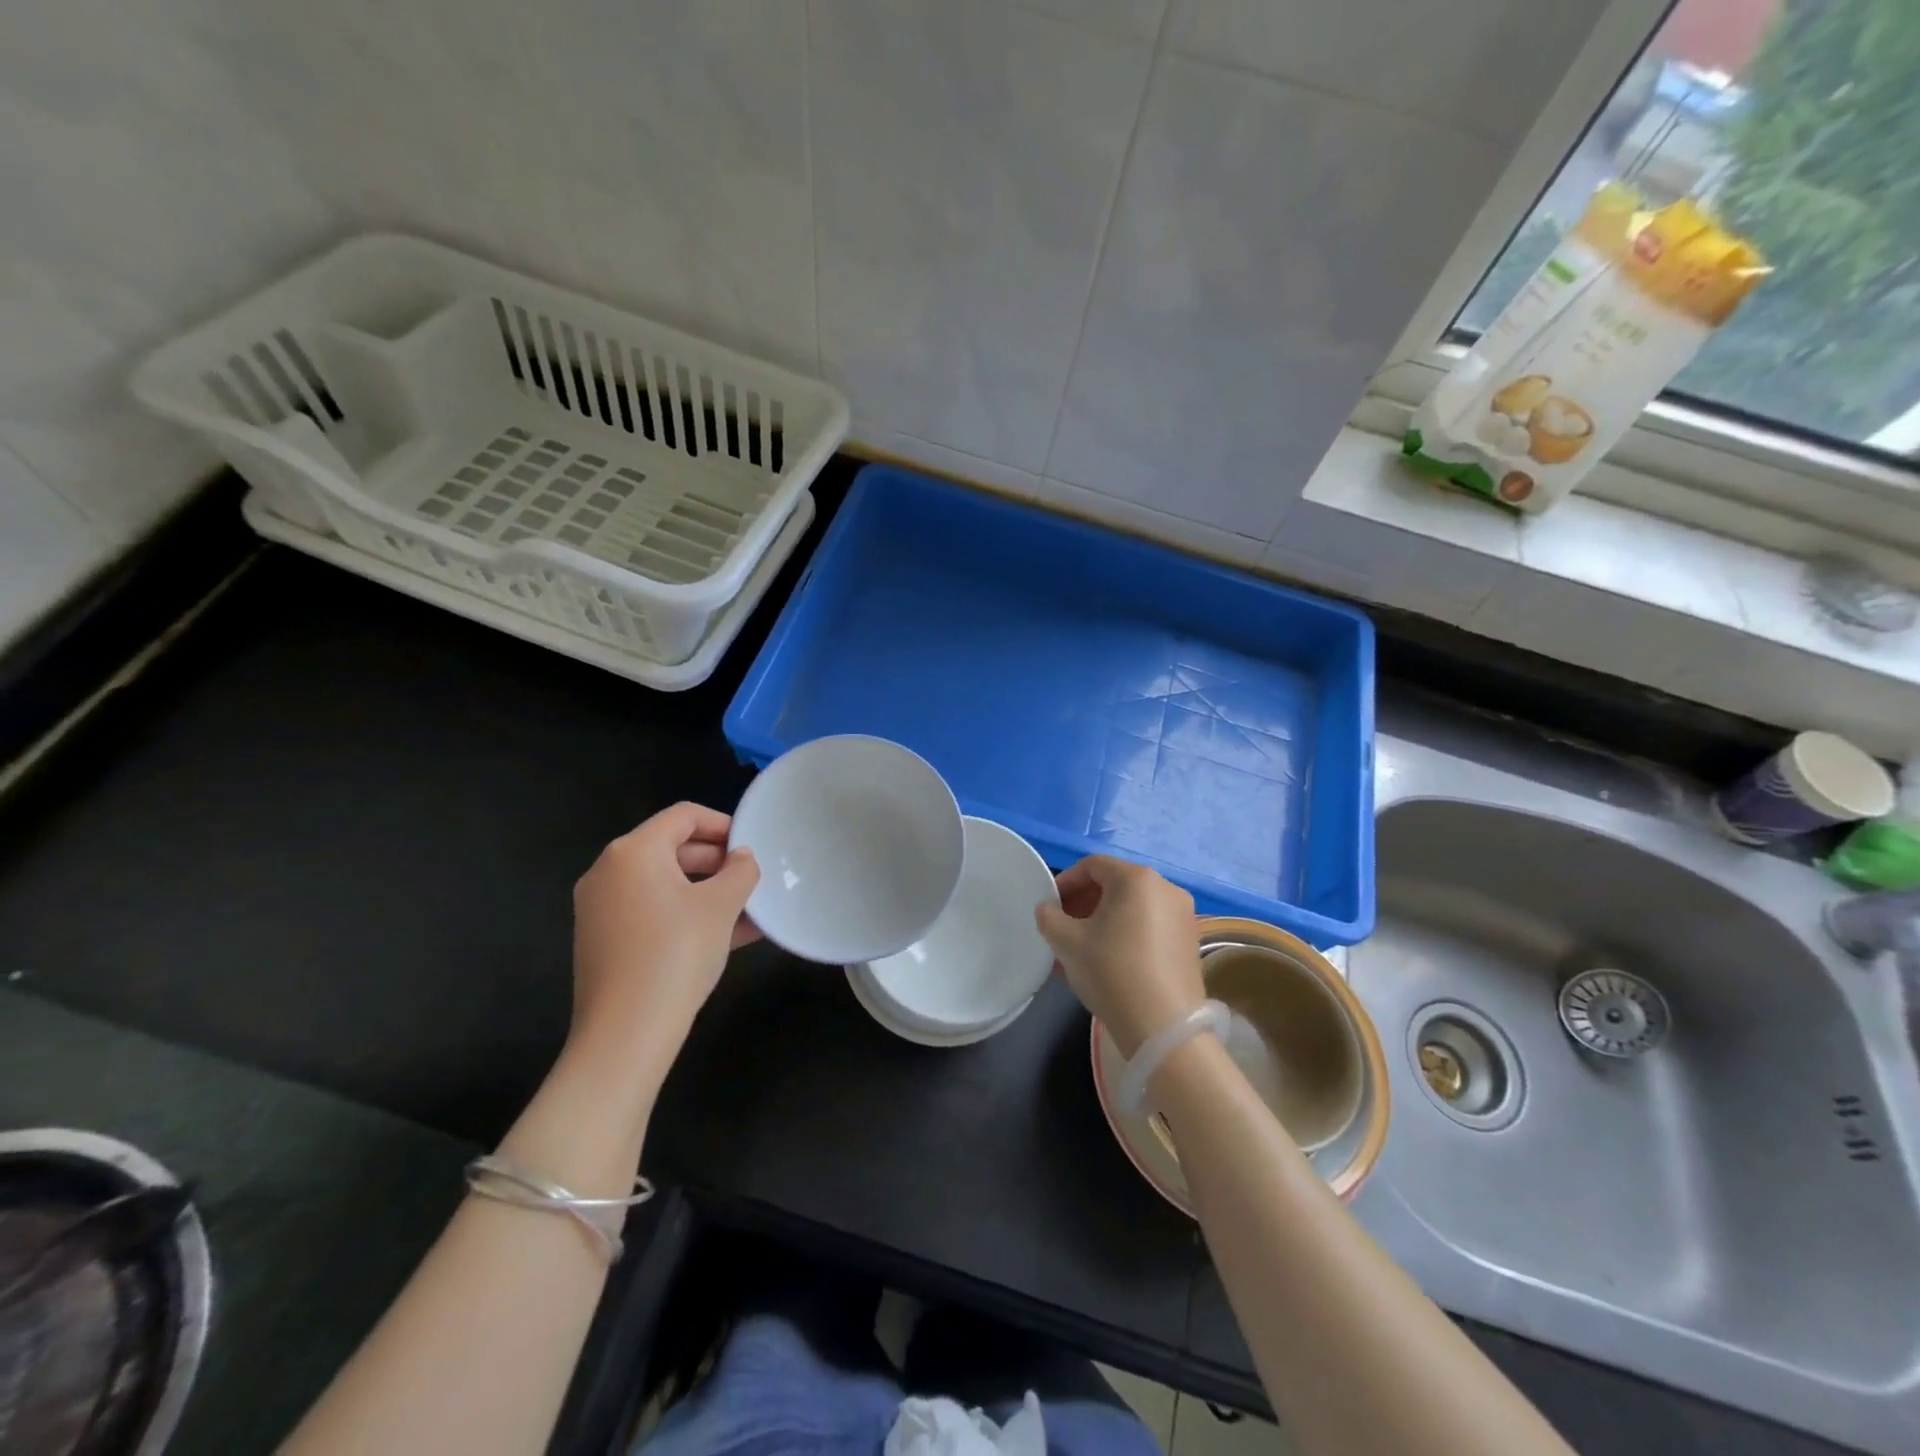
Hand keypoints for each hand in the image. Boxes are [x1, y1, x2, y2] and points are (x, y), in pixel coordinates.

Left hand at [569, 803, 759, 1086]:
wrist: (625, 1034)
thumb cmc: (676, 954)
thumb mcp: (721, 907)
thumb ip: (740, 871)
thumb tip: (743, 857)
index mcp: (633, 852)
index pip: (684, 816)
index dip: (723, 824)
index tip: (753, 845)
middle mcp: (609, 872)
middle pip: (671, 848)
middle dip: (717, 861)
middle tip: (751, 878)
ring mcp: (601, 908)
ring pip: (664, 884)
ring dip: (707, 890)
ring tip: (747, 909)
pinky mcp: (604, 941)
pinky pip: (652, 912)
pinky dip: (686, 914)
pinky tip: (727, 935)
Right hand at [1036, 855, 1204, 1058]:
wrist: (1163, 1029)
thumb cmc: (1111, 972)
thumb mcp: (1067, 942)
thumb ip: (1049, 917)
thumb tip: (1048, 910)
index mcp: (1137, 878)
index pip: (1093, 866)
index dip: (1066, 882)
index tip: (1050, 906)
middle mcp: (1166, 888)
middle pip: (1115, 884)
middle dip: (1084, 902)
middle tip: (1062, 928)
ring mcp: (1183, 916)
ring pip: (1133, 907)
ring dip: (1103, 920)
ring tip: (1081, 949)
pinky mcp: (1190, 943)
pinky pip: (1150, 926)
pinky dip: (1126, 934)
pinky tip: (1109, 962)